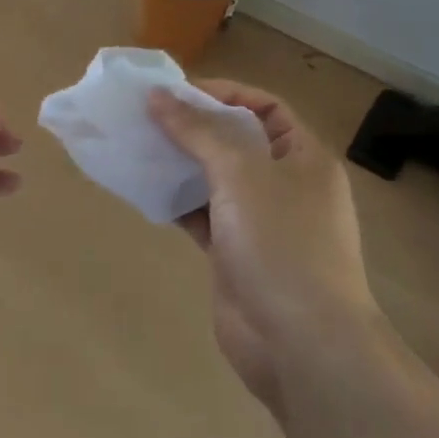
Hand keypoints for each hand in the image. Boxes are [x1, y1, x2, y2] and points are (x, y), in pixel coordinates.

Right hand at [148, 81, 375, 417]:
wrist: (302, 345)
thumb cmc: (281, 244)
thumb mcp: (241, 173)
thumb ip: (198, 131)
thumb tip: (158, 96)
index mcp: (303, 158)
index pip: (264, 106)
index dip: (222, 93)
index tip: (174, 92)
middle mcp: (285, 185)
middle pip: (235, 141)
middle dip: (192, 126)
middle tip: (144, 116)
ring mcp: (260, 222)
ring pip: (213, 179)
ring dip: (178, 163)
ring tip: (135, 146)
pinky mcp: (235, 254)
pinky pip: (201, 214)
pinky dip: (175, 201)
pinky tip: (143, 189)